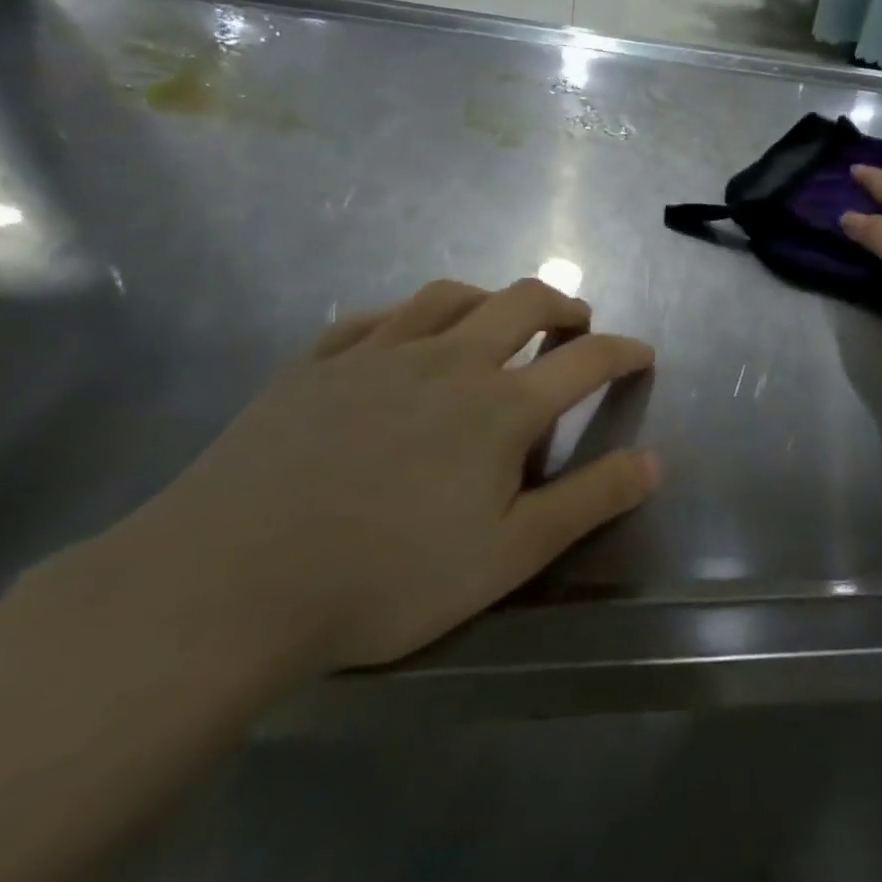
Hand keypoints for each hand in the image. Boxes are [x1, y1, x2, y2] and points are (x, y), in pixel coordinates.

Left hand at [104, 278, 657, 673]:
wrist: (227, 585)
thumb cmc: (387, 578)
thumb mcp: (509, 555)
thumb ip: (589, 501)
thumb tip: (654, 461)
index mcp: (501, 405)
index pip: (586, 360)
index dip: (625, 352)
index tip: (642, 354)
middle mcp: (448, 359)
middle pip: (524, 302)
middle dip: (565, 306)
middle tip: (577, 325)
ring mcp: (377, 353)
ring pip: (450, 296)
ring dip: (491, 299)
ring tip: (499, 320)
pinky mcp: (316, 363)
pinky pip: (376, 316)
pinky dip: (410, 316)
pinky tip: (405, 336)